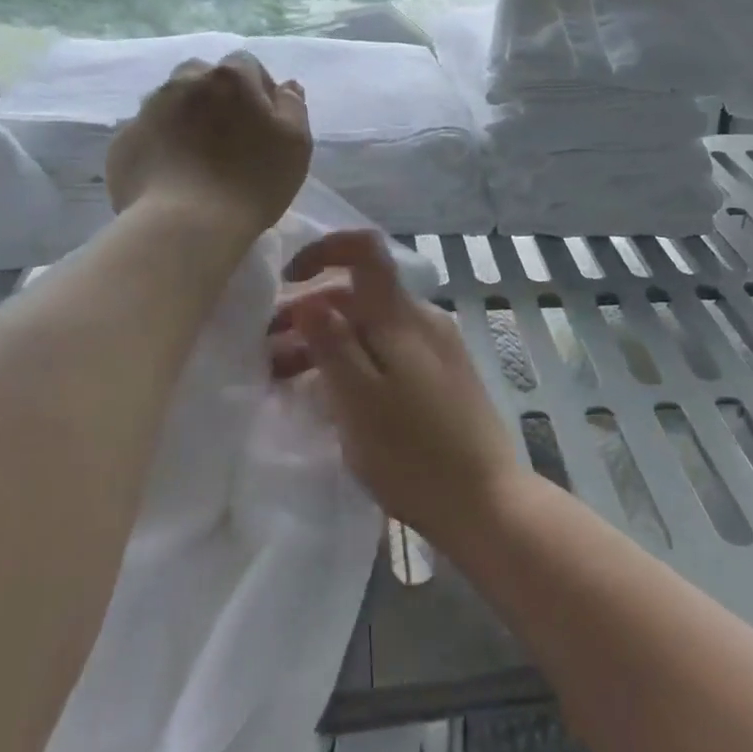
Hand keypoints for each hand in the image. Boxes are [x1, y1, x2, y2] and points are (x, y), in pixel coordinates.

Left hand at [105, 51, 310, 236]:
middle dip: (216, 95)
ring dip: (185, 117)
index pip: (246, 64)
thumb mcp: (296, 144)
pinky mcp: (123, 142)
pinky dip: (160, 144)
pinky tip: (172, 174)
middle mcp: (184, 83)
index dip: (258, 88)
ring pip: (170, 101)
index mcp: (230, 79)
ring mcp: (147, 111)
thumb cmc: (252, 181)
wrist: (184, 224)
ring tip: (198, 155)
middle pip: (202, 76)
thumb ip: (293, 107)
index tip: (266, 120)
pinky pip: (147, 133)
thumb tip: (287, 86)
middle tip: (229, 133)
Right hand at [270, 230, 523, 551]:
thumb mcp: (359, 401)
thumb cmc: (414, 454)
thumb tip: (308, 297)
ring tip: (283, 376)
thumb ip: (332, 344)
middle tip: (266, 349)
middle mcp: (423, 320)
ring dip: (328, 341)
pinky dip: (354, 360)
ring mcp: (436, 347)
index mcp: (402, 317)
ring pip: (372, 326)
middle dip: (310, 311)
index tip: (286, 280)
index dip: (324, 250)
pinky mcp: (442, 375)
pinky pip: (388, 350)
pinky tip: (330, 393)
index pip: (365, 250)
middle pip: (360, 295)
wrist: (486, 501)